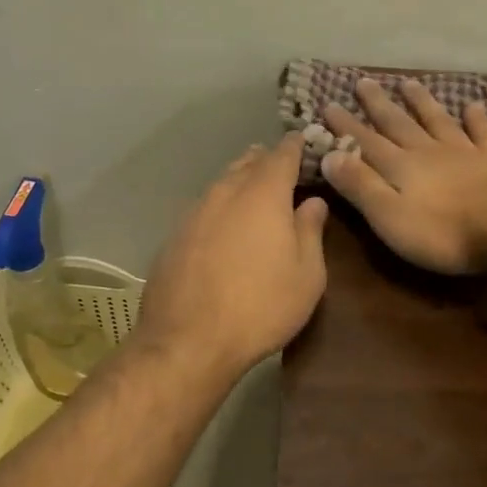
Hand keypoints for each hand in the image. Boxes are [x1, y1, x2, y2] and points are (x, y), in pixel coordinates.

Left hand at [136, 134, 329, 376]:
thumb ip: (310, 230)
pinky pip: (205, 209)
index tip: (309, 144)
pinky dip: (221, 209)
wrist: (188, 342)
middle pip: (248, 162)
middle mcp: (225, 192)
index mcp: (263, 194)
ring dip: (242, 183)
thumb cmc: (261, 307)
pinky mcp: (174, 236)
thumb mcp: (307, 274)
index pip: (283, 153)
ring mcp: (194, 213)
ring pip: (223, 183)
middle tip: (286, 171)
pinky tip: (227, 230)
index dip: (298, 146)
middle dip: (268, 161)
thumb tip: (313, 202)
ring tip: (257, 195)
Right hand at [319, 79, 486, 273]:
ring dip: (421, 102)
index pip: (365, 142)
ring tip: (408, 83)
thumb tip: (329, 154)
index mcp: (400, 167)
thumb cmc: (442, 232)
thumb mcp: (388, 216)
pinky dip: (477, 119)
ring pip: (437, 121)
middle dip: (378, 105)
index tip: (328, 105)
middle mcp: (428, 151)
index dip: (345, 126)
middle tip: (363, 81)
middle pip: (399, 124)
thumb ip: (360, 185)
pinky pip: (483, 133)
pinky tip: (473, 106)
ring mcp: (464, 152)